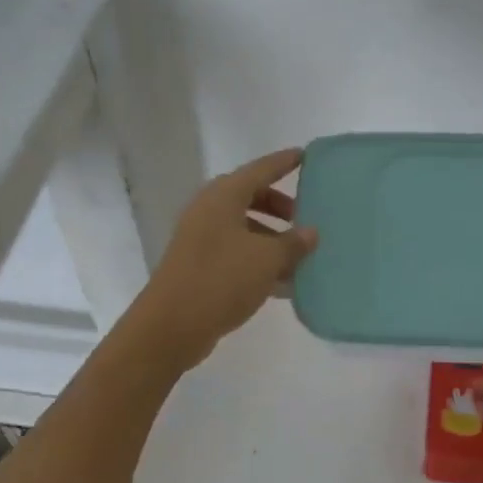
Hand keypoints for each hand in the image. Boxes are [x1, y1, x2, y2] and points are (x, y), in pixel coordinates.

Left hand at [127, 148, 317, 366]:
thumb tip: (311, 232)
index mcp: (223, 197)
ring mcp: (201, 238)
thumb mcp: (266, 259)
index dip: (283, 163)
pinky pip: (236, 252)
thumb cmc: (221, 280)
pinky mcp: (199, 265)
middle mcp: (209, 211)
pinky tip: (284, 282)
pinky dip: (259, 259)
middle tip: (306, 217)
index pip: (260, 170)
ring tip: (300, 255)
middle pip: (250, 197)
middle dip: (280, 206)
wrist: (171, 326)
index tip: (305, 156)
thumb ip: (293, 243)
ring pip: (244, 227)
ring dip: (272, 237)